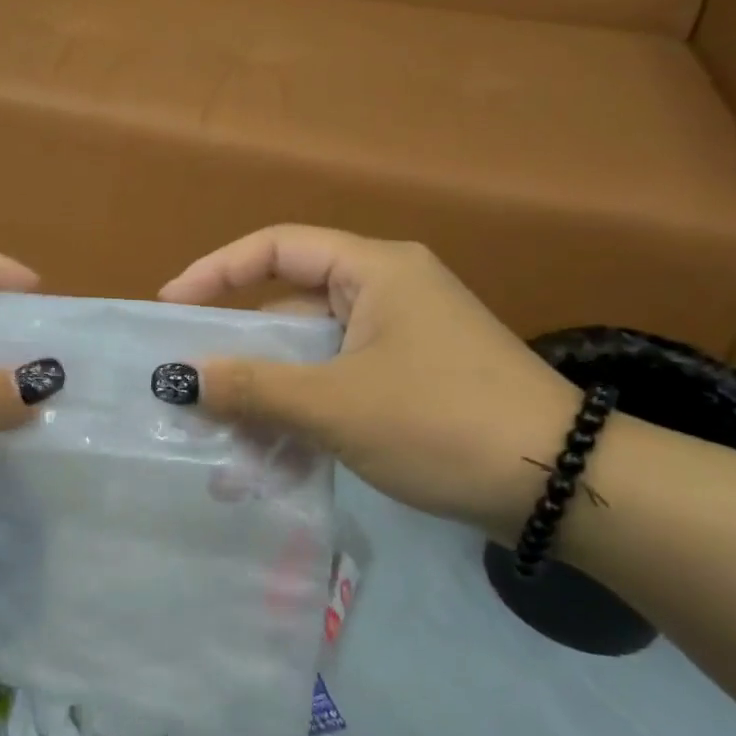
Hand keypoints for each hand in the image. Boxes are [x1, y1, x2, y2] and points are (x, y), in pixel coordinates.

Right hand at [159, 226, 579, 536]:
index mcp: (373, 271)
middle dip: (240, 353)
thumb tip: (182, 379)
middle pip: (289, 307)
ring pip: (311, 356)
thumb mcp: (335, 405)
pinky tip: (274, 460)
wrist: (566, 487)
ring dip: (268, 395)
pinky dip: (303, 414)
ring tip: (226, 441)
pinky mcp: (410, 381)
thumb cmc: (442, 422)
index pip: (276, 248)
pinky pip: (337, 385)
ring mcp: (401, 339)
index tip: (169, 307)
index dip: (215, 271)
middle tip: (193, 387)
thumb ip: (253, 388)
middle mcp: (386, 292)